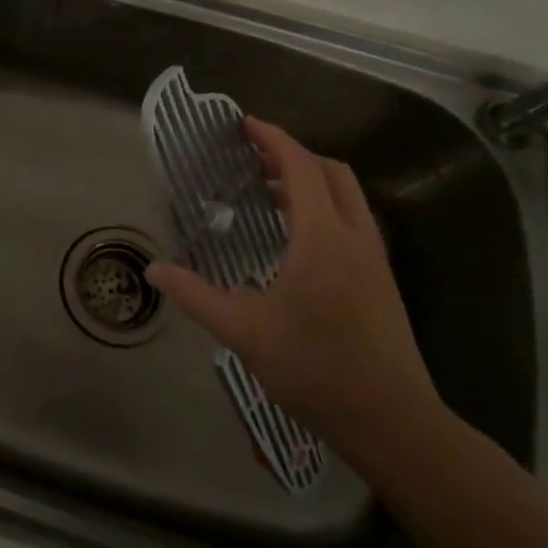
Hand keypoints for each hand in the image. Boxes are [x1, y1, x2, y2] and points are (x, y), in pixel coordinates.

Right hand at [148, 117, 437, 453]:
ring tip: (271, 193)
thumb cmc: (315, 368)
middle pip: (331, 171)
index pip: (300, 166)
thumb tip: (155, 270)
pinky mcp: (381, 280)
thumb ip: (195, 295)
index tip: (244, 125)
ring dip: (312, 181)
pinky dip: (325, 207)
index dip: (272, 139)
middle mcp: (354, 236)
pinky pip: (353, 220)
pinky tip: (298, 238)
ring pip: (348, 196)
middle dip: (293, 155)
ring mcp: (374, 258)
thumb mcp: (243, 331)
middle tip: (253, 160)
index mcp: (321, 237)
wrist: (393, 422)